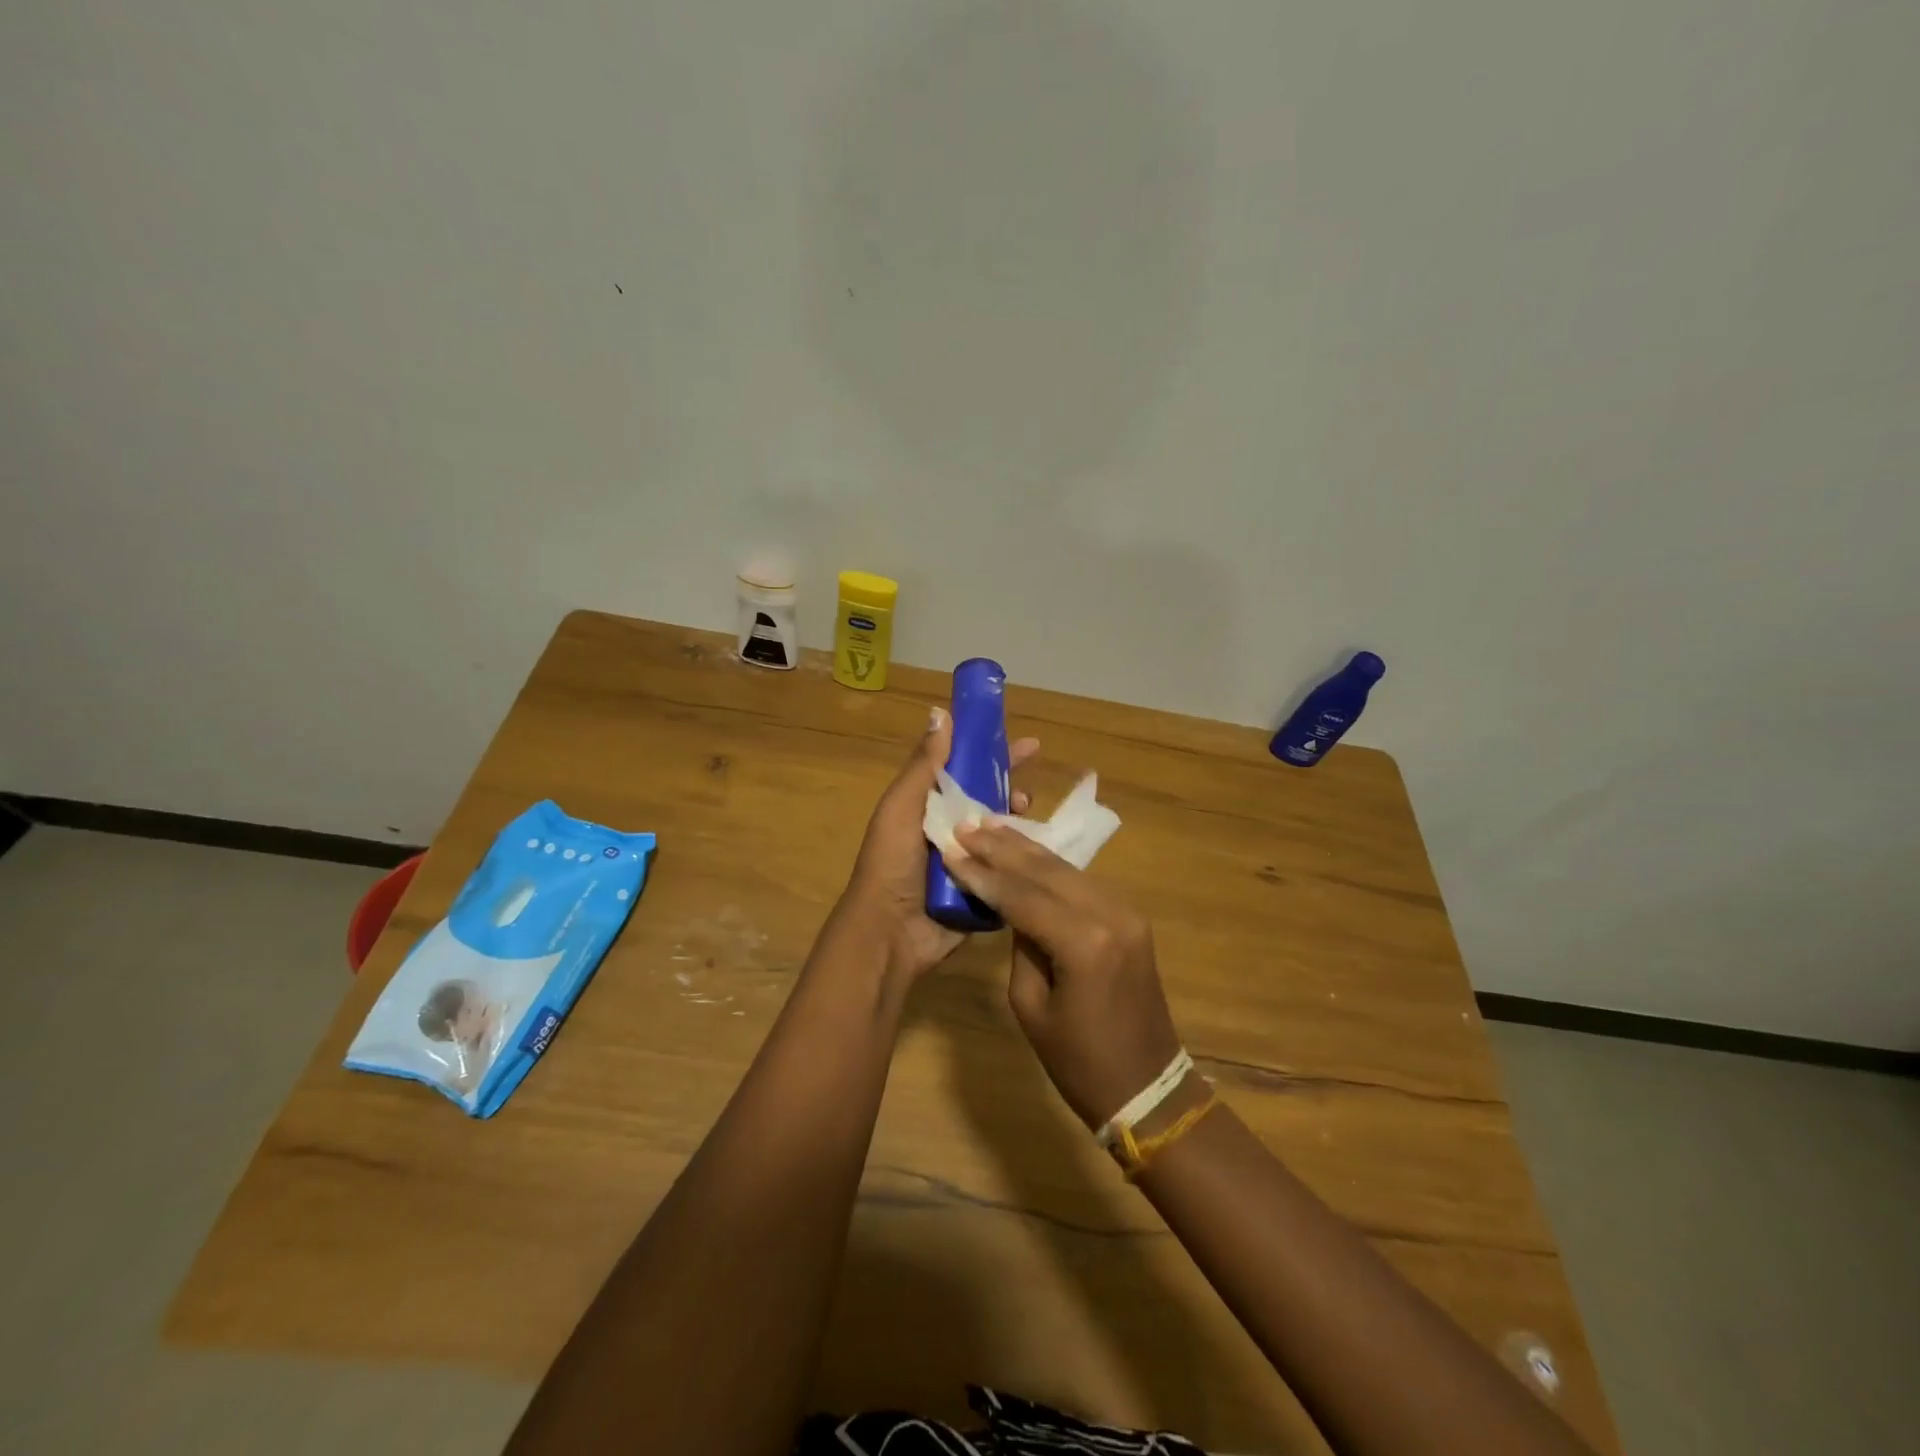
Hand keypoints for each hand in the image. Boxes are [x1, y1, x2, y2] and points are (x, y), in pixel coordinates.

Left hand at [841, 707, 1038, 980]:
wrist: (890, 934)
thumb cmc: (891, 863)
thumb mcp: (902, 807)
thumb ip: (923, 766)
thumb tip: (941, 713)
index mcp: (925, 806)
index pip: (962, 769)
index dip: (988, 751)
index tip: (1021, 740)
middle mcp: (947, 829)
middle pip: (986, 797)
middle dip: (1009, 782)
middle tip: (1034, 774)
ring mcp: (966, 860)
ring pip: (1001, 830)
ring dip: (1017, 817)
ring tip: (1030, 811)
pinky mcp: (982, 889)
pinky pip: (1007, 865)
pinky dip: (1023, 854)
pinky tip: (1041, 846)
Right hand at [945, 825, 1182, 1127]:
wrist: (1148, 1087)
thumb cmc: (1080, 1062)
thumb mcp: (1032, 1007)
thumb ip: (1021, 947)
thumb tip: (1014, 908)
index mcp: (1085, 944)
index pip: (1022, 896)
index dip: (983, 873)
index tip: (952, 849)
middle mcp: (1110, 915)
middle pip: (1047, 870)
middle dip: (1003, 847)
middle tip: (967, 825)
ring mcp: (1127, 912)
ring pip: (1066, 869)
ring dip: (1026, 849)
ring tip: (990, 827)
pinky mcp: (1131, 917)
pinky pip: (1083, 882)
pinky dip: (1050, 867)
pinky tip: (1026, 852)